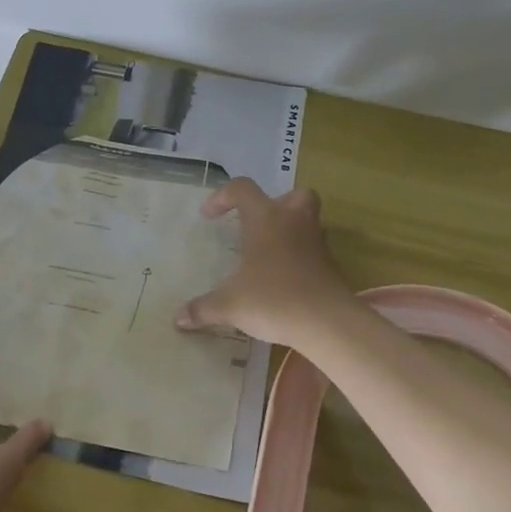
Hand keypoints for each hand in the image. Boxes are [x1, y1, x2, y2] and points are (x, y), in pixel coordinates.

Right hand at [174, 179, 351, 345]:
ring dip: (289, 230)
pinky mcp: (331, 266)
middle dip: (275, 204)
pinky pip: (313, 251)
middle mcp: (293, 222)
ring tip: (268, 254)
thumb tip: (179, 318)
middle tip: (256, 225)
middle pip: (292, 195)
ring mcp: (316, 243)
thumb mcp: (230, 305)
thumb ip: (203, 309)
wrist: (328, 322)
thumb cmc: (274, 300)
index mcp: (265, 219)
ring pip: (307, 221)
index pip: (242, 189)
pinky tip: (284, 280)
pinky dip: (300, 258)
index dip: (222, 197)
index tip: (208, 217)